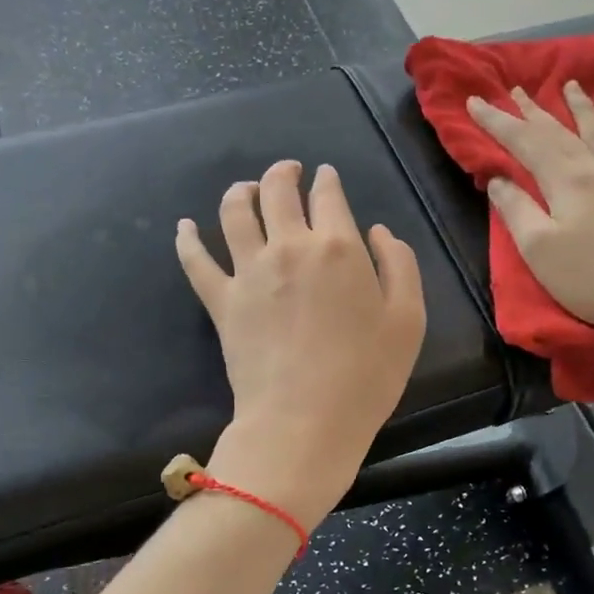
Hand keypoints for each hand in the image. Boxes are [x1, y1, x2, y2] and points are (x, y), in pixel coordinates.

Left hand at [177, 161, 426, 530]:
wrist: (304, 422)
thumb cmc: (366, 376)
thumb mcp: (408, 320)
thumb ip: (399, 266)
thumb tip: (377, 232)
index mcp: (338, 247)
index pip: (328, 196)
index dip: (327, 180)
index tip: (326, 175)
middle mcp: (288, 247)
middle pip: (278, 191)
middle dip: (284, 173)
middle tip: (288, 171)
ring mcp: (249, 272)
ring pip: (235, 213)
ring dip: (240, 192)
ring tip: (245, 189)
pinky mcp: (221, 302)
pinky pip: (196, 261)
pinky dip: (187, 239)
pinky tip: (185, 226)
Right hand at [467, 83, 593, 358]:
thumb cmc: (592, 278)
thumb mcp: (539, 249)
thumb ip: (516, 209)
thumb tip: (499, 178)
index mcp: (565, 179)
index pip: (523, 141)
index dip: (497, 121)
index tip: (474, 101)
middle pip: (558, 130)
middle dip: (532, 110)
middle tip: (514, 89)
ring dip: (578, 106)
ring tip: (568, 85)